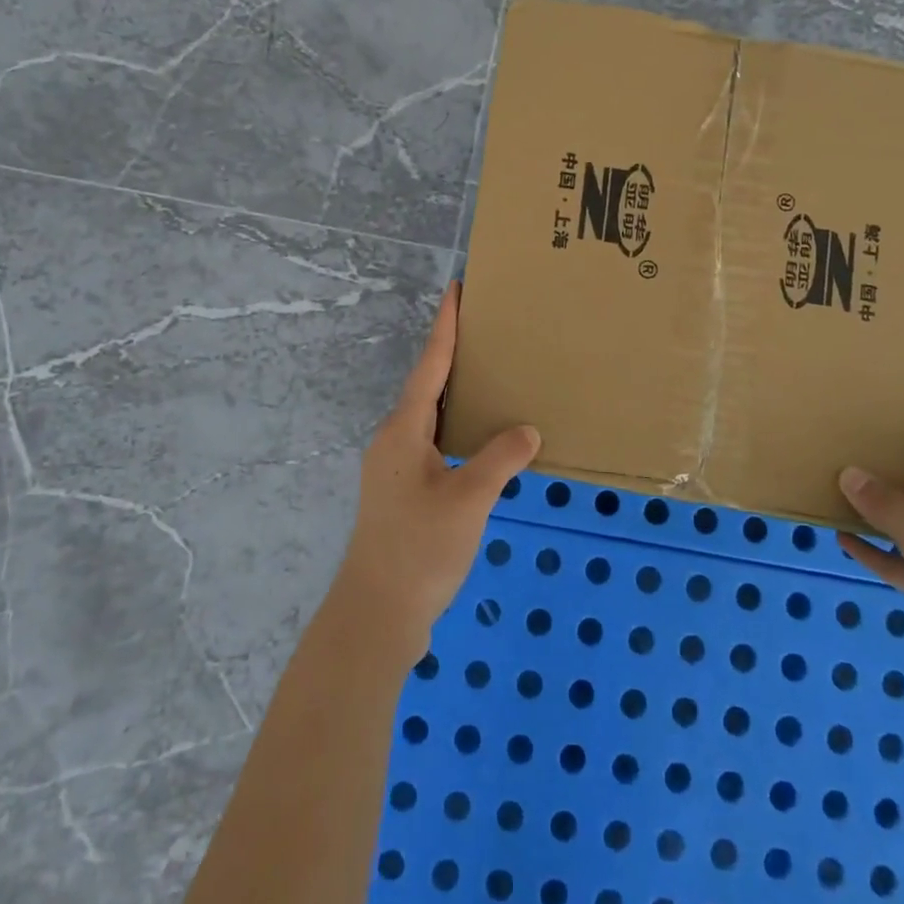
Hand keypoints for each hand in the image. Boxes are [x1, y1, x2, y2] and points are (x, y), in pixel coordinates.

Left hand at [332, 281, 540, 664]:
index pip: (430, 366)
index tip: (456, 290)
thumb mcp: (468, 499)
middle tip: (484, 329)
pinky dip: (456, 428)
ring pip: (429, 416)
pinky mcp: (402, 492)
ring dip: (454, 393)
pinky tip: (479, 439)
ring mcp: (395, 467)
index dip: (445, 326)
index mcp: (404, 430)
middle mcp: (394, 440)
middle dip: (452, 355)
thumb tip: (526, 429)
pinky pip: (433, 442)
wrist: (377, 614)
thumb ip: (499, 458)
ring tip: (487, 376)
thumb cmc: (420, 549)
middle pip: (426, 385)